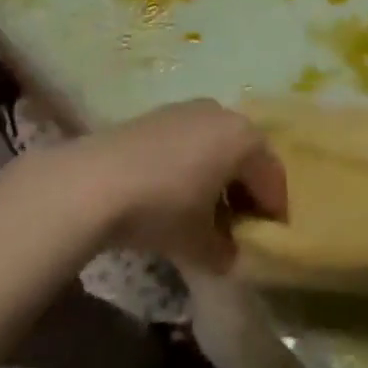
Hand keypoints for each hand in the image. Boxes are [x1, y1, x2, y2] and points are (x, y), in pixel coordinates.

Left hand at [76, 101, 286, 271]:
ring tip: (206, 210)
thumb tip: (231, 257)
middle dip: (246, 190)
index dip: (275, 209)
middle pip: (247, 156)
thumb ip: (223, 251)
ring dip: (219, 176)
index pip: (272, 176)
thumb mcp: (198, 242)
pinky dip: (194, 164)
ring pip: (217, 145)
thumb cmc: (162, 207)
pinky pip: (191, 140)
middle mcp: (223, 115)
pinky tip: (176, 192)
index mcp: (245, 139)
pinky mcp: (158, 114)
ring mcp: (189, 110)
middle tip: (240, 224)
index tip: (271, 236)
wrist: (93, 182)